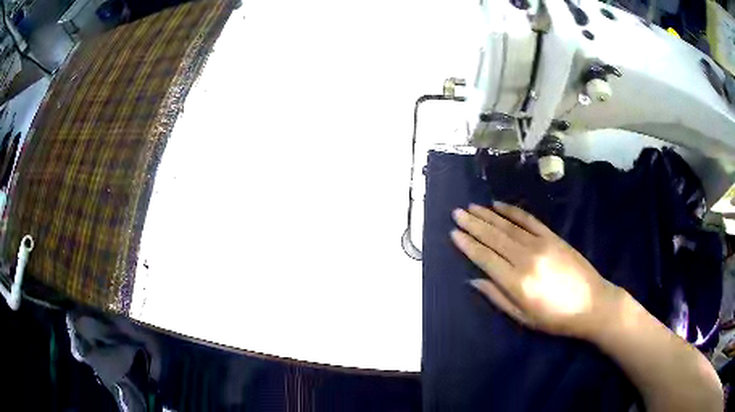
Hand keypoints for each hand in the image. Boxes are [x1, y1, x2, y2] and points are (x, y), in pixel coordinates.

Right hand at [451, 202, 621, 339]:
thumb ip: (498, 297)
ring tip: (471, 207)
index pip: (485, 258)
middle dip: (473, 224)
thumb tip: (474, 280)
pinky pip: (529, 220)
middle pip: (494, 237)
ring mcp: (541, 244)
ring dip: (488, 215)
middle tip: (456, 213)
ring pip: (508, 226)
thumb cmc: (555, 318)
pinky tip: (499, 206)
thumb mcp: (524, 317)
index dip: (468, 245)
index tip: (453, 233)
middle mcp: (526, 258)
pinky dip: (512, 211)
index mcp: (517, 282)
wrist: (592, 303)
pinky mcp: (553, 237)